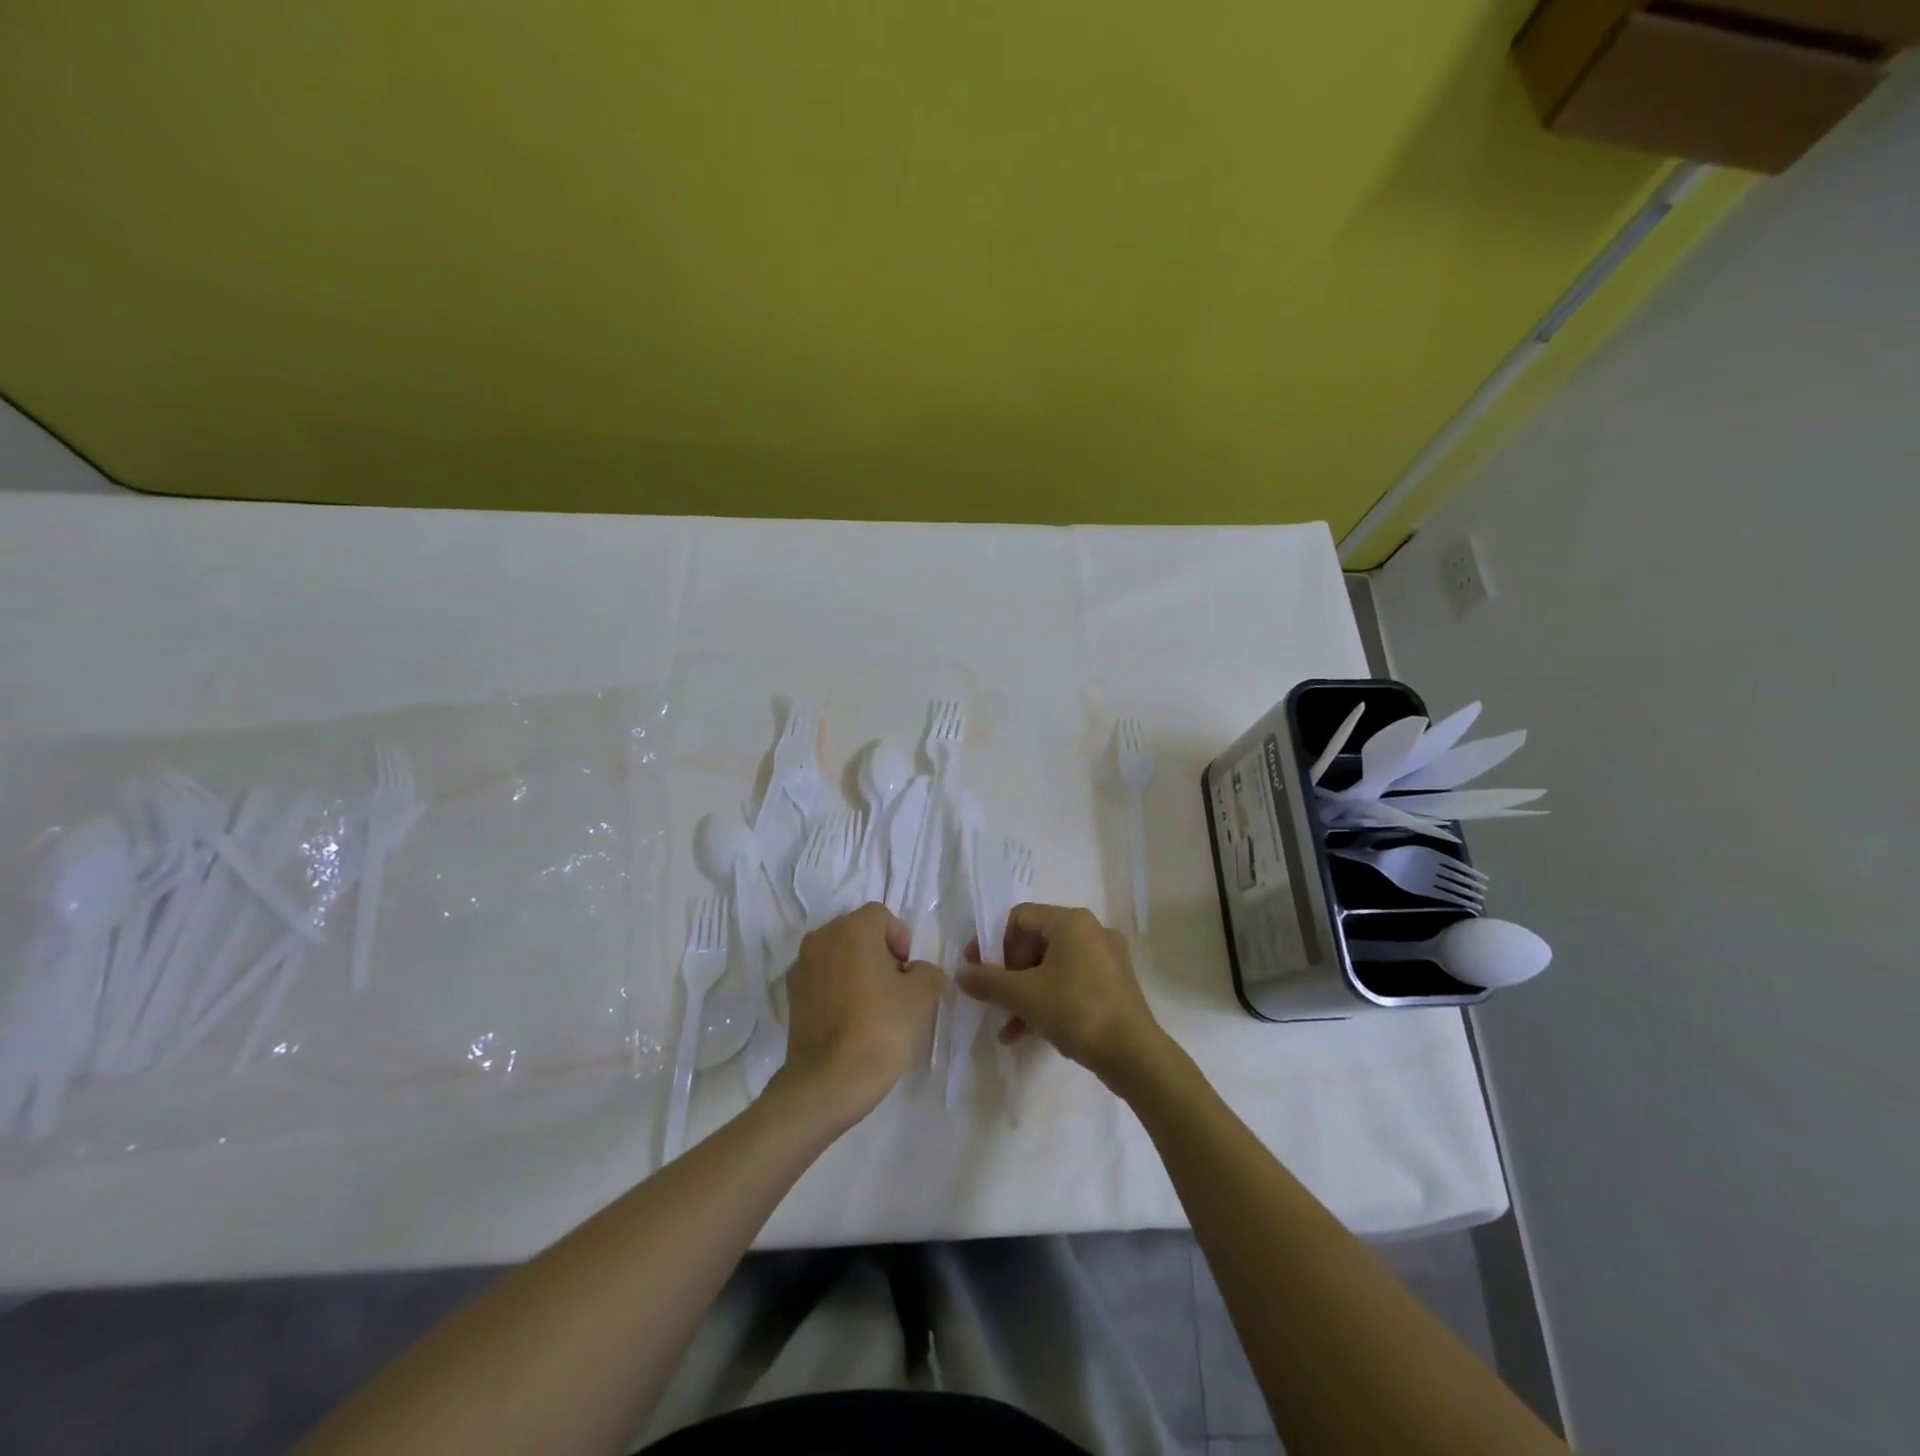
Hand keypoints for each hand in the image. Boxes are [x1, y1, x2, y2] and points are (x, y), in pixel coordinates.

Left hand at [773, 903, 943, 1126]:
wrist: (828, 1082)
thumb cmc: (881, 1028)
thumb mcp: (922, 996)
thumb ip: (927, 972)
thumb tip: (917, 973)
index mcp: (852, 928)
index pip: (882, 916)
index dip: (901, 940)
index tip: (909, 974)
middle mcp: (821, 938)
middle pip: (858, 933)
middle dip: (879, 955)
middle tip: (896, 990)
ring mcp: (801, 968)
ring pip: (838, 957)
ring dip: (857, 972)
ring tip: (873, 1009)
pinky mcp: (791, 998)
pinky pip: (823, 981)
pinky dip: (838, 992)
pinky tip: (851, 1023)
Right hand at [957, 903, 1168, 1092]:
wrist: (1134, 1055)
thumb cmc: (1076, 1011)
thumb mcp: (1024, 996)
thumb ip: (988, 981)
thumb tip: (961, 973)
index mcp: (1071, 922)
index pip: (1020, 918)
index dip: (993, 942)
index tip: (979, 971)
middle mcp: (1091, 931)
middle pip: (1035, 942)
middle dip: (1009, 973)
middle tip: (995, 999)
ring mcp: (1106, 958)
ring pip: (1052, 967)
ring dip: (1025, 993)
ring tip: (1007, 1026)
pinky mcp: (1114, 984)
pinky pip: (1071, 983)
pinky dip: (1048, 1001)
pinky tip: (1028, 1034)